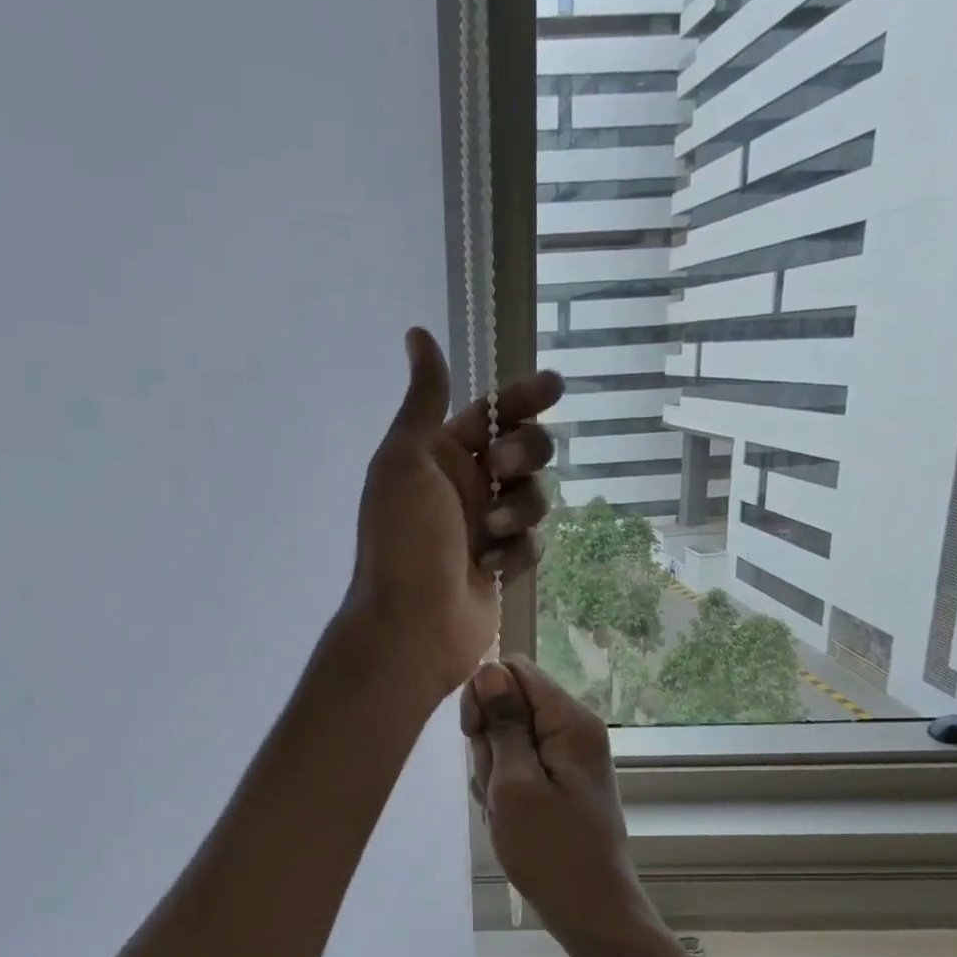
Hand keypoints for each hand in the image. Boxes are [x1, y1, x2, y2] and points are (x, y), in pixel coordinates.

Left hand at [343, 328, 563, 701]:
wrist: (410, 623)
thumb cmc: (403, 537)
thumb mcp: (406, 458)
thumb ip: (424, 398)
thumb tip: (417, 333)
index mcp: (439, 455)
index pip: (492, 413)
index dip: (523, 397)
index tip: (553, 387)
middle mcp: (464, 486)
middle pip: (525, 450)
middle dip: (526, 454)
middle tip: (504, 468)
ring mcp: (484, 527)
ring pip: (534, 497)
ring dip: (519, 510)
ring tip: (490, 533)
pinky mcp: (500, 565)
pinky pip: (530, 544)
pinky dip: (514, 553)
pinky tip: (486, 568)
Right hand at [460, 656, 655, 946]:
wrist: (592, 913)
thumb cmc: (551, 852)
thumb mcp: (514, 784)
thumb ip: (502, 723)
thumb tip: (490, 669)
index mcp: (570, 721)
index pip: (515, 671)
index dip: (485, 695)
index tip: (475, 736)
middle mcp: (574, 728)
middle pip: (510, 704)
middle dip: (489, 741)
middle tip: (496, 787)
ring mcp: (568, 756)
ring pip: (509, 737)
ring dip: (494, 769)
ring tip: (505, 809)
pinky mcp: (561, 779)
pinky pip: (519, 763)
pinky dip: (506, 786)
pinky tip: (510, 817)